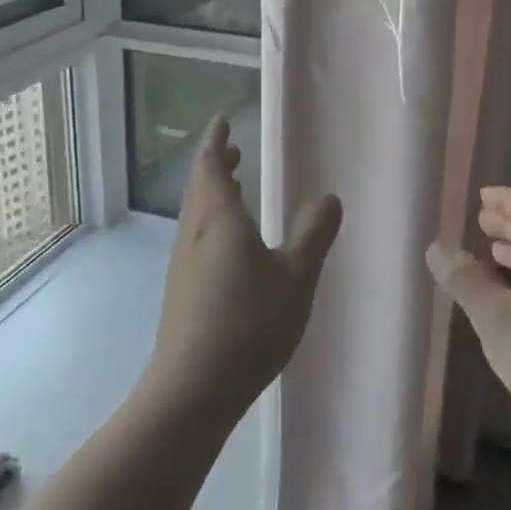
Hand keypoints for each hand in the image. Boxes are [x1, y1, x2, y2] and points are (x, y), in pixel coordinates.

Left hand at [147, 117, 342, 421]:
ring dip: (213, 192)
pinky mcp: (182, 291)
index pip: (212, 166)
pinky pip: (198, 237)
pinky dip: (213, 221)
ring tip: (235, 185)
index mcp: (219, 220)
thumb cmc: (248, 324)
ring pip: (197, 214)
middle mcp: (194, 234)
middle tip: (233, 149)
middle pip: (200, 187)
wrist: (192, 389)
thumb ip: (313, 234)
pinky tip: (230, 242)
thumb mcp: (295, 278)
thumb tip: (328, 197)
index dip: (216, 141)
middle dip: (215, 164)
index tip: (222, 121)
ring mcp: (184, 264)